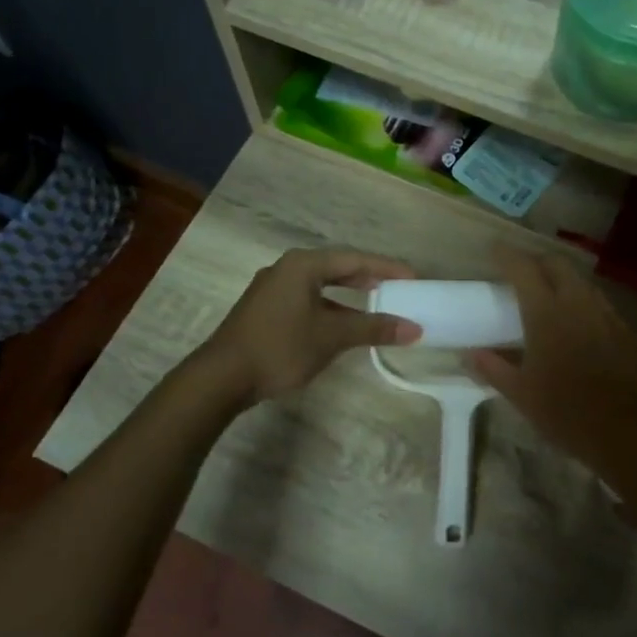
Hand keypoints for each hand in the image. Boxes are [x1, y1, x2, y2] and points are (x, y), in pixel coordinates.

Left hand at [201, 248, 418, 405]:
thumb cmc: (280, 347)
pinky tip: (342, 323)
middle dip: (369, 277)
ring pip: (320, 284)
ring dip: (349, 293)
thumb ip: (373, 328)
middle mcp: (287, 269)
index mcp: (303, 265)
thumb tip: (414, 328)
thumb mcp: (331, 336)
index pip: (355, 259)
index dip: (387, 268)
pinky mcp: (265, 310)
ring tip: (376, 302)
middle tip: (398, 286)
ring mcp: (272, 289)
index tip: (413, 277)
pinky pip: (307, 299)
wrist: (221, 377)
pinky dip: (330, 306)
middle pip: (337, 267)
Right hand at [466, 247, 636, 470]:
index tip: (495, 249)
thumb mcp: (522, 394)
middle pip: (557, 264)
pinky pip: (601, 305)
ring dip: (564, 280)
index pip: (524, 268)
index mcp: (547, 313)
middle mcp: (578, 303)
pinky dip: (584, 304)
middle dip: (538, 261)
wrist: (630, 431)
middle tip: (522, 272)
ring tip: (550, 295)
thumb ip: (494, 368)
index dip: (508, 254)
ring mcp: (607, 315)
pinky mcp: (627, 331)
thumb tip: (470, 353)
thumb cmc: (567, 412)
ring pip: (582, 282)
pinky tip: (579, 325)